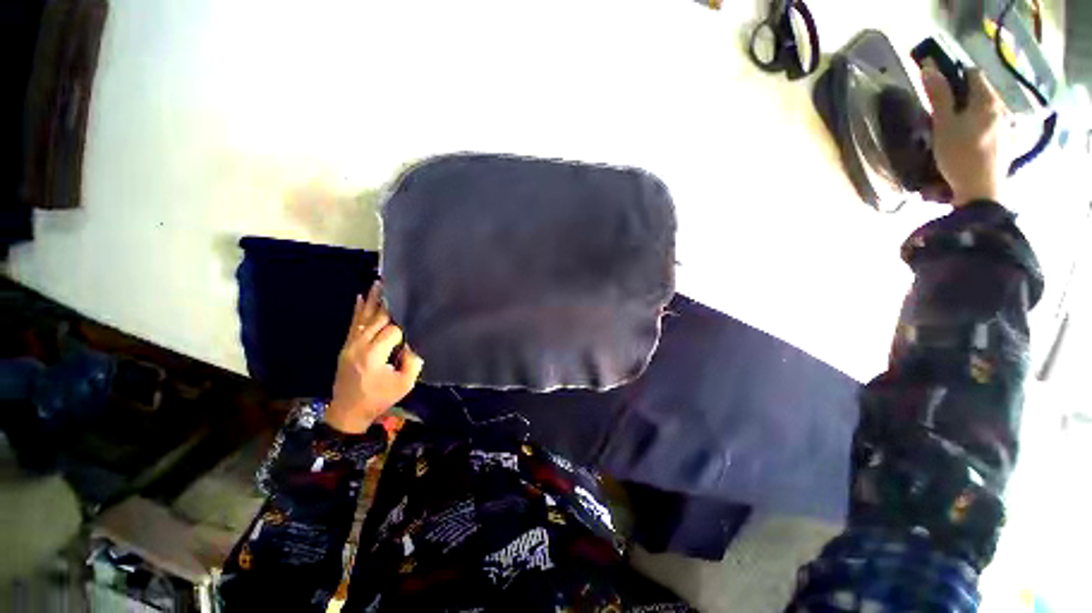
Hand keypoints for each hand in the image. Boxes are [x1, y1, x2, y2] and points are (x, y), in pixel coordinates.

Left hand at [326, 283, 422, 433]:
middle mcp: (360, 345)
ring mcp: (350, 345)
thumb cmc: (379, 398)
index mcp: (374, 354)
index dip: (404, 325)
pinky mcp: (346, 347)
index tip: (414, 318)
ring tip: (378, 284)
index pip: (392, 330)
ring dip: (372, 300)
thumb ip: (413, 362)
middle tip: (394, 283)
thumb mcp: (404, 384)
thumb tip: (414, 343)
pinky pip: (352, 324)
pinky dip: (357, 311)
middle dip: (387, 302)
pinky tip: (361, 298)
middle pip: (376, 319)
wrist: (348, 411)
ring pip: (363, 318)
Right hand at [921, 60, 1010, 206]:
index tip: (940, 86)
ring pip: (988, 109)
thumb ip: (939, 96)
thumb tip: (929, 68)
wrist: (981, 192)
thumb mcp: (944, 125)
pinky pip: (994, 125)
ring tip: (957, 127)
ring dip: (973, 111)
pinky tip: (972, 139)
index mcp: (987, 100)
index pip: (972, 73)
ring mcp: (1008, 127)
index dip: (955, 75)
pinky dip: (982, 126)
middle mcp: (1002, 108)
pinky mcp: (1008, 143)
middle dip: (964, 95)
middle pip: (982, 92)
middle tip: (945, 110)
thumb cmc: (959, 156)